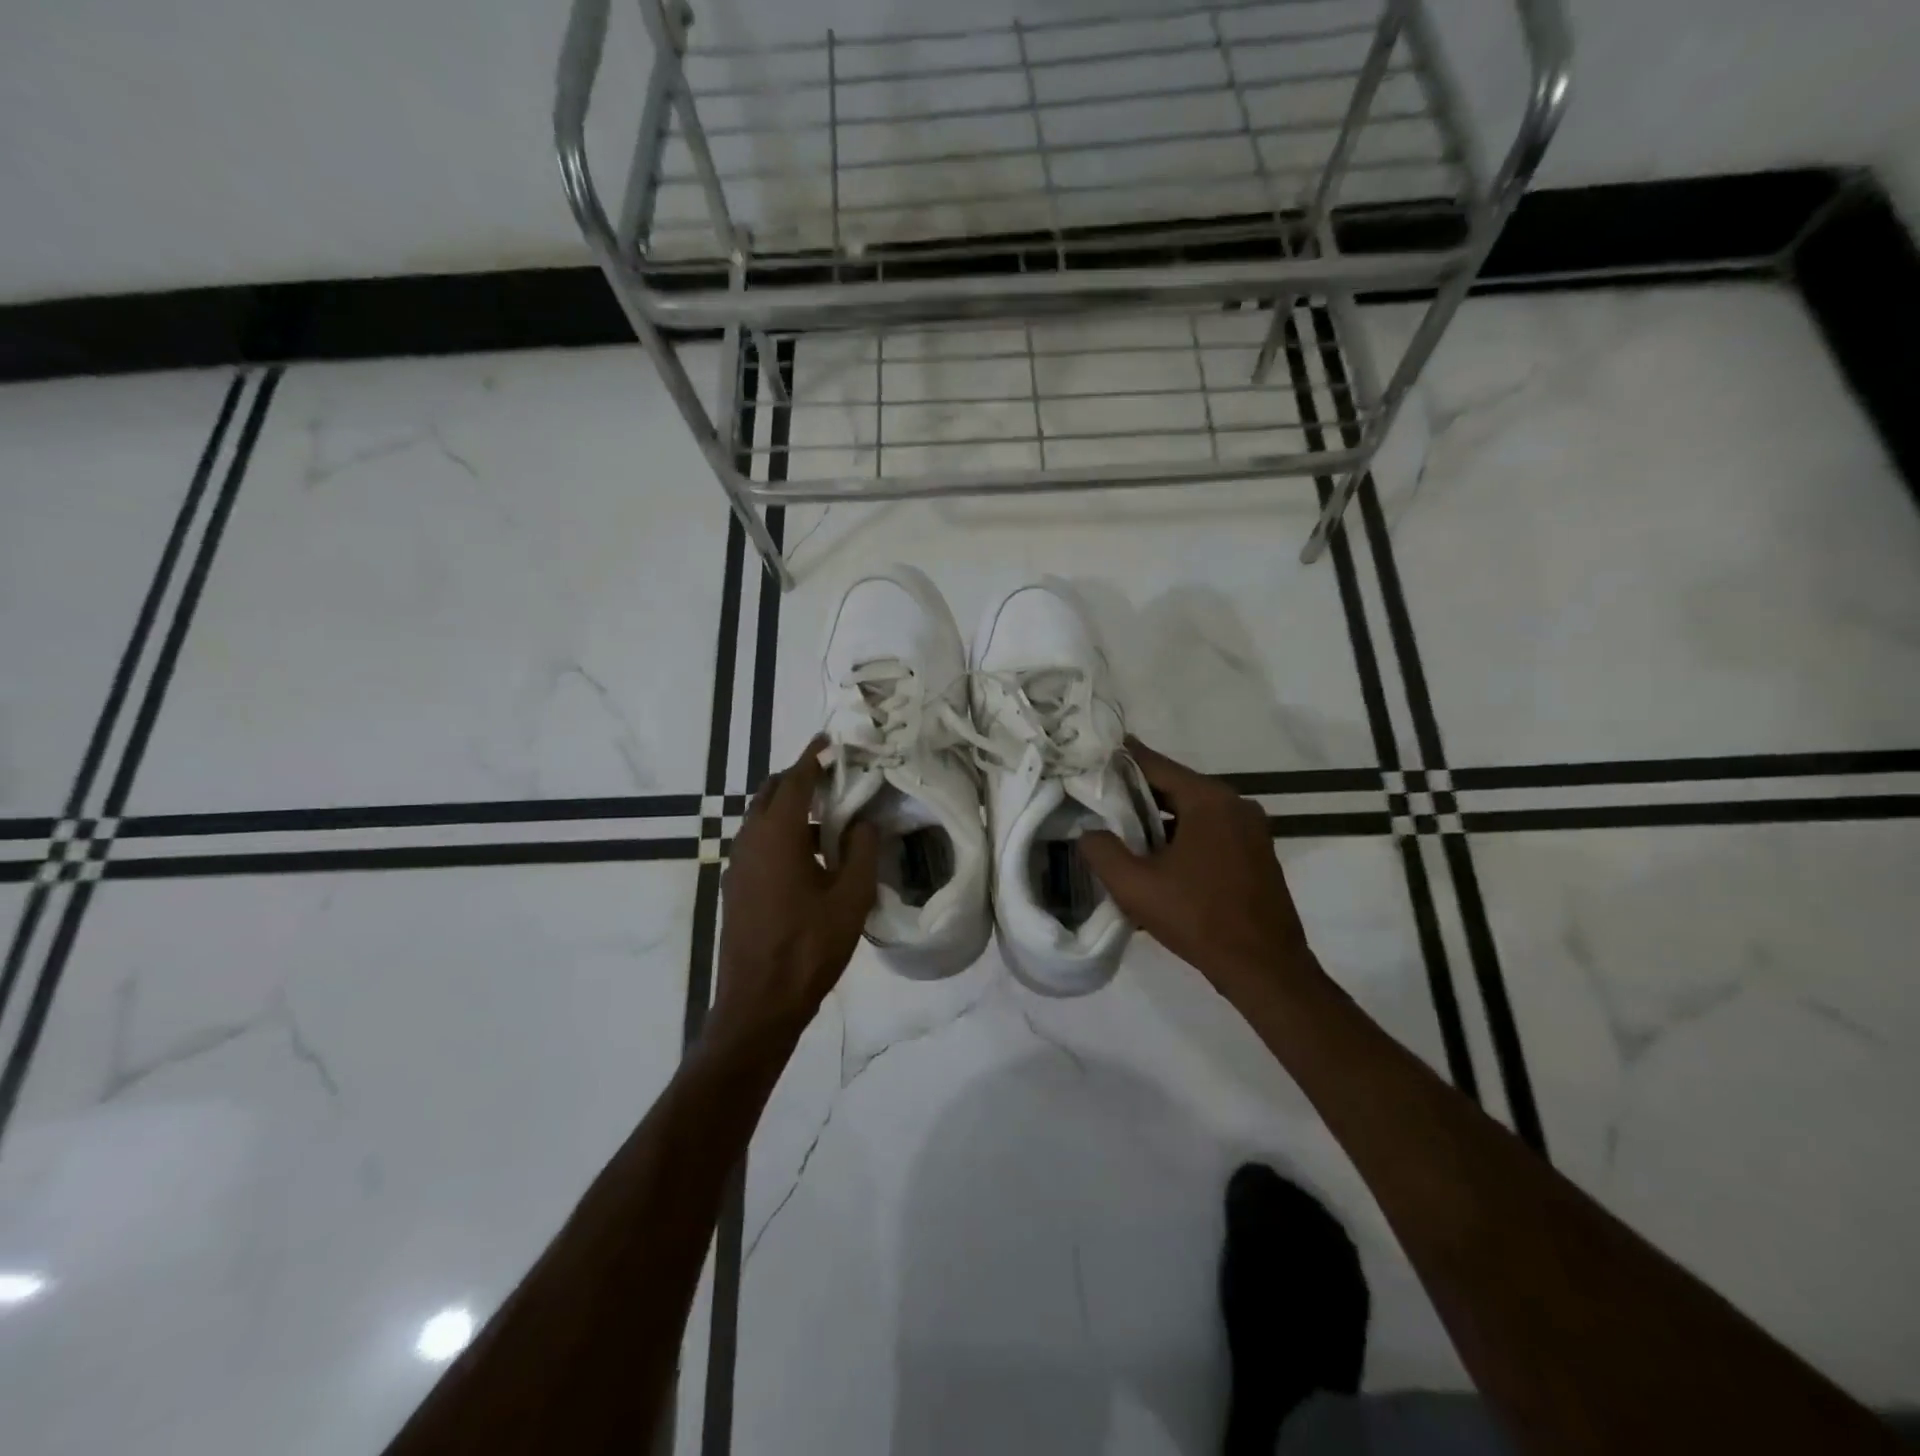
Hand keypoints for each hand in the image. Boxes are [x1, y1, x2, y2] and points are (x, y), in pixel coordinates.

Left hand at [713, 737, 879, 1047]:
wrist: (759, 1002)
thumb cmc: (810, 946)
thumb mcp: (852, 897)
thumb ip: (863, 850)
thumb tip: (865, 821)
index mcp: (778, 834)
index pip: (795, 780)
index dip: (813, 757)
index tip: (829, 741)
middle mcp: (750, 840)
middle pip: (772, 793)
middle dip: (799, 779)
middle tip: (833, 779)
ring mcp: (737, 864)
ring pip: (762, 819)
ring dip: (791, 809)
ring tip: (829, 820)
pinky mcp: (735, 887)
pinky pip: (757, 843)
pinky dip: (781, 834)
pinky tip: (809, 858)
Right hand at [1080, 739, 1320, 1005]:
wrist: (1264, 968)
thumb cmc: (1197, 918)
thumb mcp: (1135, 886)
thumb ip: (1102, 850)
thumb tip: (1088, 831)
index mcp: (1209, 800)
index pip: (1155, 765)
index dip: (1121, 759)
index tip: (1093, 753)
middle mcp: (1235, 804)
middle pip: (1176, 786)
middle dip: (1137, 793)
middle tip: (1099, 797)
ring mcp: (1252, 829)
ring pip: (1194, 811)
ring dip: (1160, 818)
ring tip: (1123, 831)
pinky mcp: (1257, 853)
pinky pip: (1211, 831)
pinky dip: (1183, 835)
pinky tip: (1159, 857)